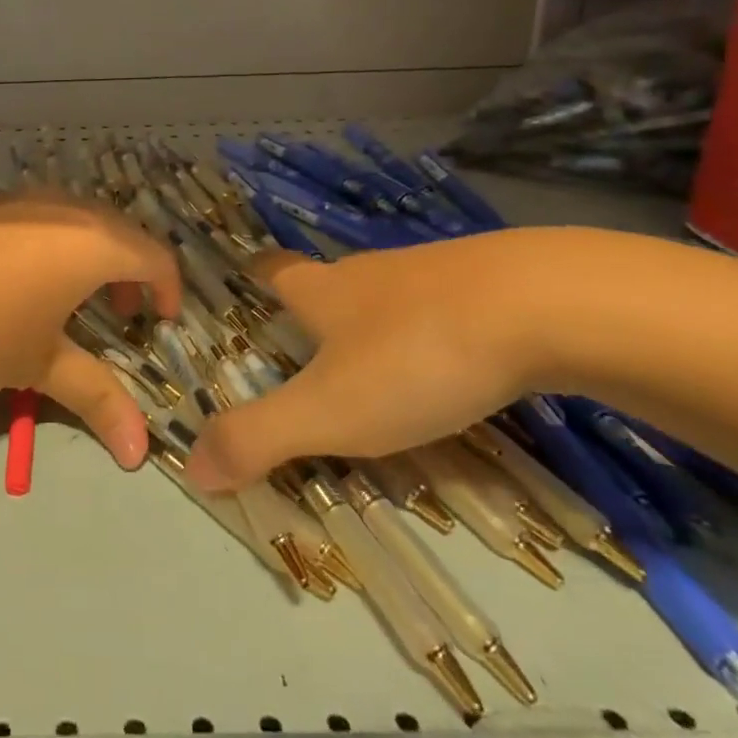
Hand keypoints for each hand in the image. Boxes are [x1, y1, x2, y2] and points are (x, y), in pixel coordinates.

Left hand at [0, 193, 182, 468]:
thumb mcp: (41, 364)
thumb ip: (97, 397)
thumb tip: (140, 454)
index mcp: (92, 242)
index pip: (153, 256)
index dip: (167, 288)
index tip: (161, 322)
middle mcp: (63, 207)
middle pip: (119, 231)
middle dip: (129, 272)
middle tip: (118, 315)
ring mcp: (19, 199)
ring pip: (76, 218)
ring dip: (90, 253)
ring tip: (70, 297)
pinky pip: (39, 214)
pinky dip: (52, 241)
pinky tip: (20, 277)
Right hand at [185, 228, 571, 491]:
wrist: (546, 305)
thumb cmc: (415, 355)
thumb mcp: (329, 410)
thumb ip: (258, 438)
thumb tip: (191, 467)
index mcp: (321, 290)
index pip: (272, 270)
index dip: (253, 273)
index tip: (243, 279)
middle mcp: (367, 273)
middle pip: (327, 283)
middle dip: (313, 310)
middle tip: (306, 352)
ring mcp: (431, 273)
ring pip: (387, 297)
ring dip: (375, 326)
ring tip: (379, 371)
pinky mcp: (490, 286)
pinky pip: (444, 307)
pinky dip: (434, 332)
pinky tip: (454, 366)